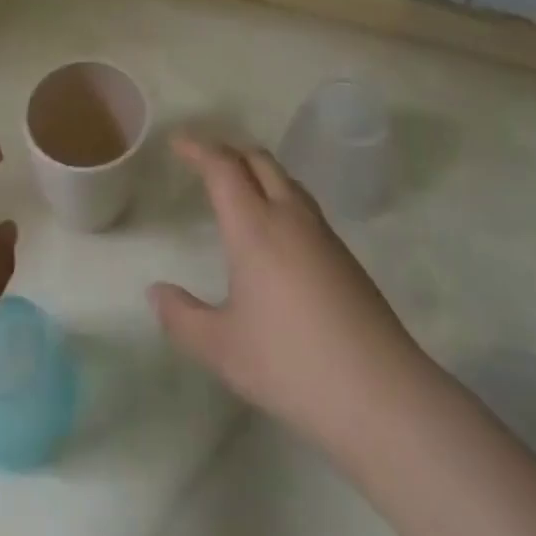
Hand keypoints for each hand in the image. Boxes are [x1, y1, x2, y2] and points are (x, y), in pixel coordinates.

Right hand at [149, 136, 433, 454]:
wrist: (379, 392)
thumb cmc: (290, 364)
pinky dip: (279, 194)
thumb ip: (182, 318)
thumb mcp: (222, 349)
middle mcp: (289, 216)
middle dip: (229, 151)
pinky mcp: (344, 255)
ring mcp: (322, 233)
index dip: (198, 149)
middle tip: (204, 160)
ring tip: (238, 186)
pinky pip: (303, 203)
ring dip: (257, 170)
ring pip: (286, 179)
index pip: (223, 167)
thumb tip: (156, 292)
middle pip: (259, 160)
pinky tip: (275, 229)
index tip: (177, 143)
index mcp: (254, 227)